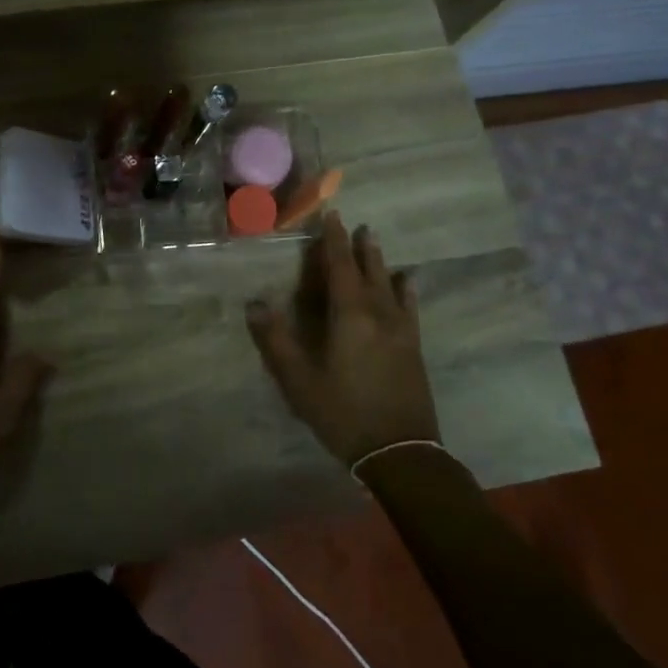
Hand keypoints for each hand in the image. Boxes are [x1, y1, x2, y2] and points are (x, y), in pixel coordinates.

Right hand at [245, 212, 438, 466]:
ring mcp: (401, 331)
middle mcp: (378, 314)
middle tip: (355, 223)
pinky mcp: (413, 347)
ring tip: (374, 240)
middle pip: (367, 271)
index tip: (331, 216)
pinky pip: (409, 307)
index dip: (333, 241)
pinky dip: (406, 290)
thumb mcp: (299, 380)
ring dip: (380, 261)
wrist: (400, 451)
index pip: (340, 267)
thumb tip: (254, 304)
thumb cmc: (343, 412)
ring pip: (390, 285)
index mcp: (349, 316)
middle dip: (358, 246)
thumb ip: (276, 340)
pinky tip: (408, 282)